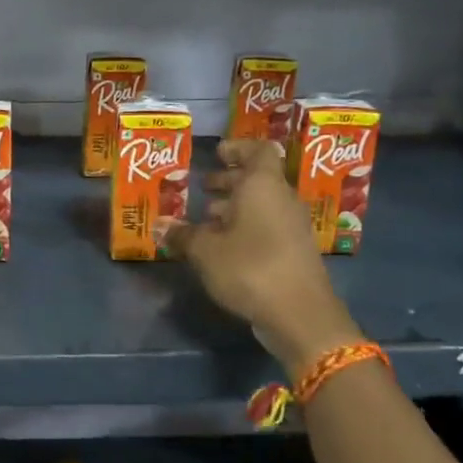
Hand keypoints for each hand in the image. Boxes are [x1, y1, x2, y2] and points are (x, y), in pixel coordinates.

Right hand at [159, 139, 362, 381]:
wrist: (300, 314)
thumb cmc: (250, 268)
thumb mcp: (205, 251)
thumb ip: (183, 235)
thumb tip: (162, 226)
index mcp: (263, 185)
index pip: (258, 150)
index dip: (238, 148)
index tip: (217, 153)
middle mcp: (282, 198)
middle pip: (258, 179)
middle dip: (229, 181)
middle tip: (203, 187)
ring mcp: (292, 226)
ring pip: (262, 204)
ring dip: (235, 207)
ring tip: (205, 219)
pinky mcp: (294, 251)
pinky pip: (267, 226)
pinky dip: (245, 228)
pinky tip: (222, 246)